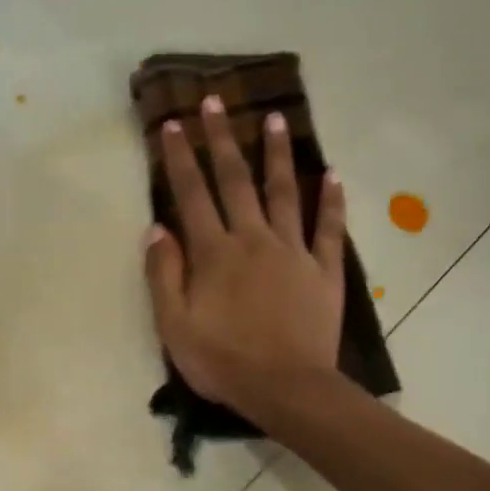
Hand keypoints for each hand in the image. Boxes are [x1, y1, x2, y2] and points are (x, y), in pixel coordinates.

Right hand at [143, 93, 346, 417]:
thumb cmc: (223, 362)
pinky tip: (332, 175)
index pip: (192, 195)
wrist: (287, 388)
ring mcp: (293, 252)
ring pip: (284, 192)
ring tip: (275, 118)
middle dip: (222, 139)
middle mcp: (253, 240)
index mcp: (214, 254)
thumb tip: (157, 229)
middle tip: (215, 102)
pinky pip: (329, 228)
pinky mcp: (324, 270)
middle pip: (235, 181)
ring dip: (277, 155)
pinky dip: (331, 200)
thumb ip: (164, 275)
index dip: (180, 159)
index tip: (172, 124)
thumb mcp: (175, 326)